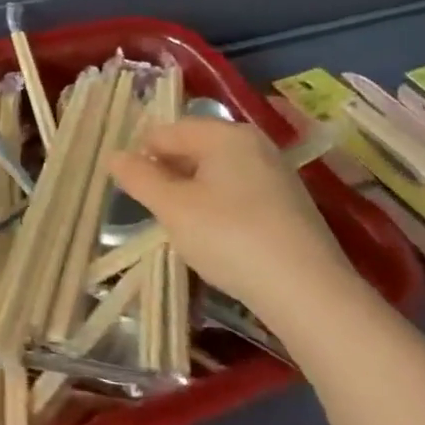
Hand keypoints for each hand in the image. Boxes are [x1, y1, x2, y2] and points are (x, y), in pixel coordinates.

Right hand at [108, 117, 358, 318]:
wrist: (309, 293)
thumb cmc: (230, 237)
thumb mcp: (172, 208)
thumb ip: (139, 178)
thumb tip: (115, 156)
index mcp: (225, 134)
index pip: (167, 131)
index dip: (142, 156)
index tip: (130, 188)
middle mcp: (254, 144)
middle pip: (194, 148)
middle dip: (169, 174)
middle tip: (154, 210)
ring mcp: (277, 174)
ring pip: (217, 173)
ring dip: (193, 193)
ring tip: (182, 226)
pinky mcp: (290, 205)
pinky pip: (240, 193)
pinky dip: (220, 208)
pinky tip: (217, 238)